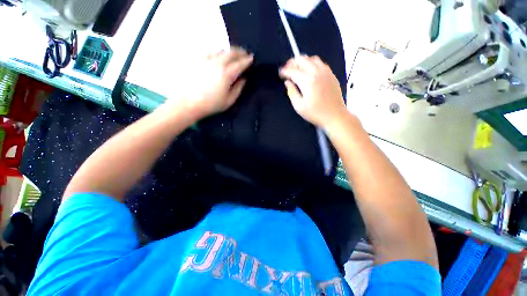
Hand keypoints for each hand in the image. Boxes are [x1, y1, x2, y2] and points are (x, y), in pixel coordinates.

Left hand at [169, 47, 253, 120]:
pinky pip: (210, 51)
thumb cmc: (211, 104)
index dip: (247, 60)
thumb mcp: (229, 101)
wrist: (188, 103)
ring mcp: (206, 59)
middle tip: (245, 53)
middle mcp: (217, 63)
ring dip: (229, 51)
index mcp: (226, 74)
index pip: (240, 64)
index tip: (251, 58)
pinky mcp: (197, 60)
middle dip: (240, 52)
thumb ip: (238, 89)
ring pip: (221, 50)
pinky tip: (218, 56)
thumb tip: (243, 79)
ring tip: (233, 55)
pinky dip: (217, 52)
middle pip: (231, 53)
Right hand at [279, 56, 346, 128]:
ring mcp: (325, 72)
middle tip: (287, 69)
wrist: (335, 115)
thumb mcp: (299, 106)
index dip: (284, 71)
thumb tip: (288, 82)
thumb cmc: (315, 113)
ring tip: (297, 68)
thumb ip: (292, 92)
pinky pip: (320, 62)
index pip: (293, 71)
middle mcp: (317, 73)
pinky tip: (309, 70)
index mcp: (307, 82)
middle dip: (292, 62)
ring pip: (312, 58)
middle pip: (302, 60)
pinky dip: (312, 63)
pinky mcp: (331, 74)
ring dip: (302, 61)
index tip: (280, 74)